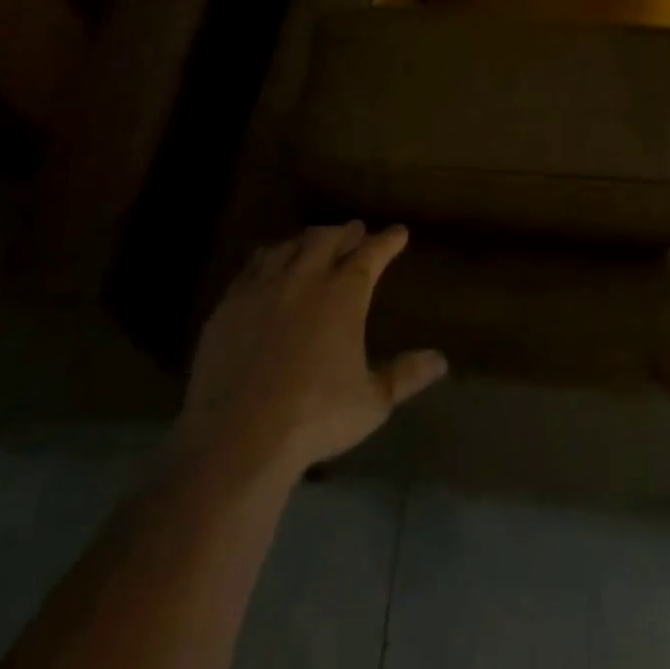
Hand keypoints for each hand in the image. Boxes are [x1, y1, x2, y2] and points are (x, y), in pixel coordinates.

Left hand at [178, 223, 446, 480]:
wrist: (238, 437)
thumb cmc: (315, 418)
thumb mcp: (372, 402)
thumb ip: (406, 376)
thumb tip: (441, 360)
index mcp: (343, 295)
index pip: (370, 254)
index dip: (387, 241)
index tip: (398, 233)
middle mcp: (304, 279)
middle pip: (327, 239)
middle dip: (346, 232)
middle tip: (355, 231)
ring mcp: (262, 289)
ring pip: (288, 247)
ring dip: (307, 240)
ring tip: (314, 241)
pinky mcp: (228, 306)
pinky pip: (252, 267)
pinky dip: (269, 257)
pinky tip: (268, 265)